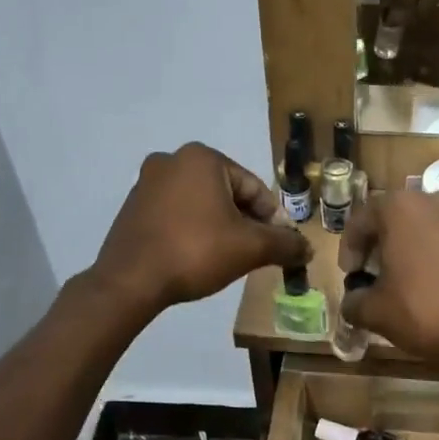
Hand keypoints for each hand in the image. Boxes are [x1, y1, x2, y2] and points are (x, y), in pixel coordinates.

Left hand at [92, 144, 310, 318]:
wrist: (131, 281)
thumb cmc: (196, 252)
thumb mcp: (251, 248)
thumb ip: (285, 244)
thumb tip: (307, 248)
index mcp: (202, 158)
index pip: (254, 188)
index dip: (272, 220)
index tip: (279, 247)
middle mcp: (172, 160)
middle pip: (228, 194)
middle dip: (245, 223)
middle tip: (254, 255)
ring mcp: (147, 183)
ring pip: (202, 205)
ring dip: (220, 228)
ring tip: (227, 259)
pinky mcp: (133, 207)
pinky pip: (177, 215)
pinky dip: (193, 232)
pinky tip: (197, 258)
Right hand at [338, 188, 438, 379]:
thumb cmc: (427, 311)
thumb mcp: (377, 312)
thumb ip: (354, 301)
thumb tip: (353, 301)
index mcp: (401, 206)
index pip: (361, 220)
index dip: (349, 250)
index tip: (350, 276)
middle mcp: (435, 198)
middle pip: (394, 219)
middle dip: (379, 247)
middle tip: (372, 278)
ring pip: (424, 228)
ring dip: (408, 250)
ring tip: (402, 283)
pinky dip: (434, 256)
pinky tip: (432, 285)